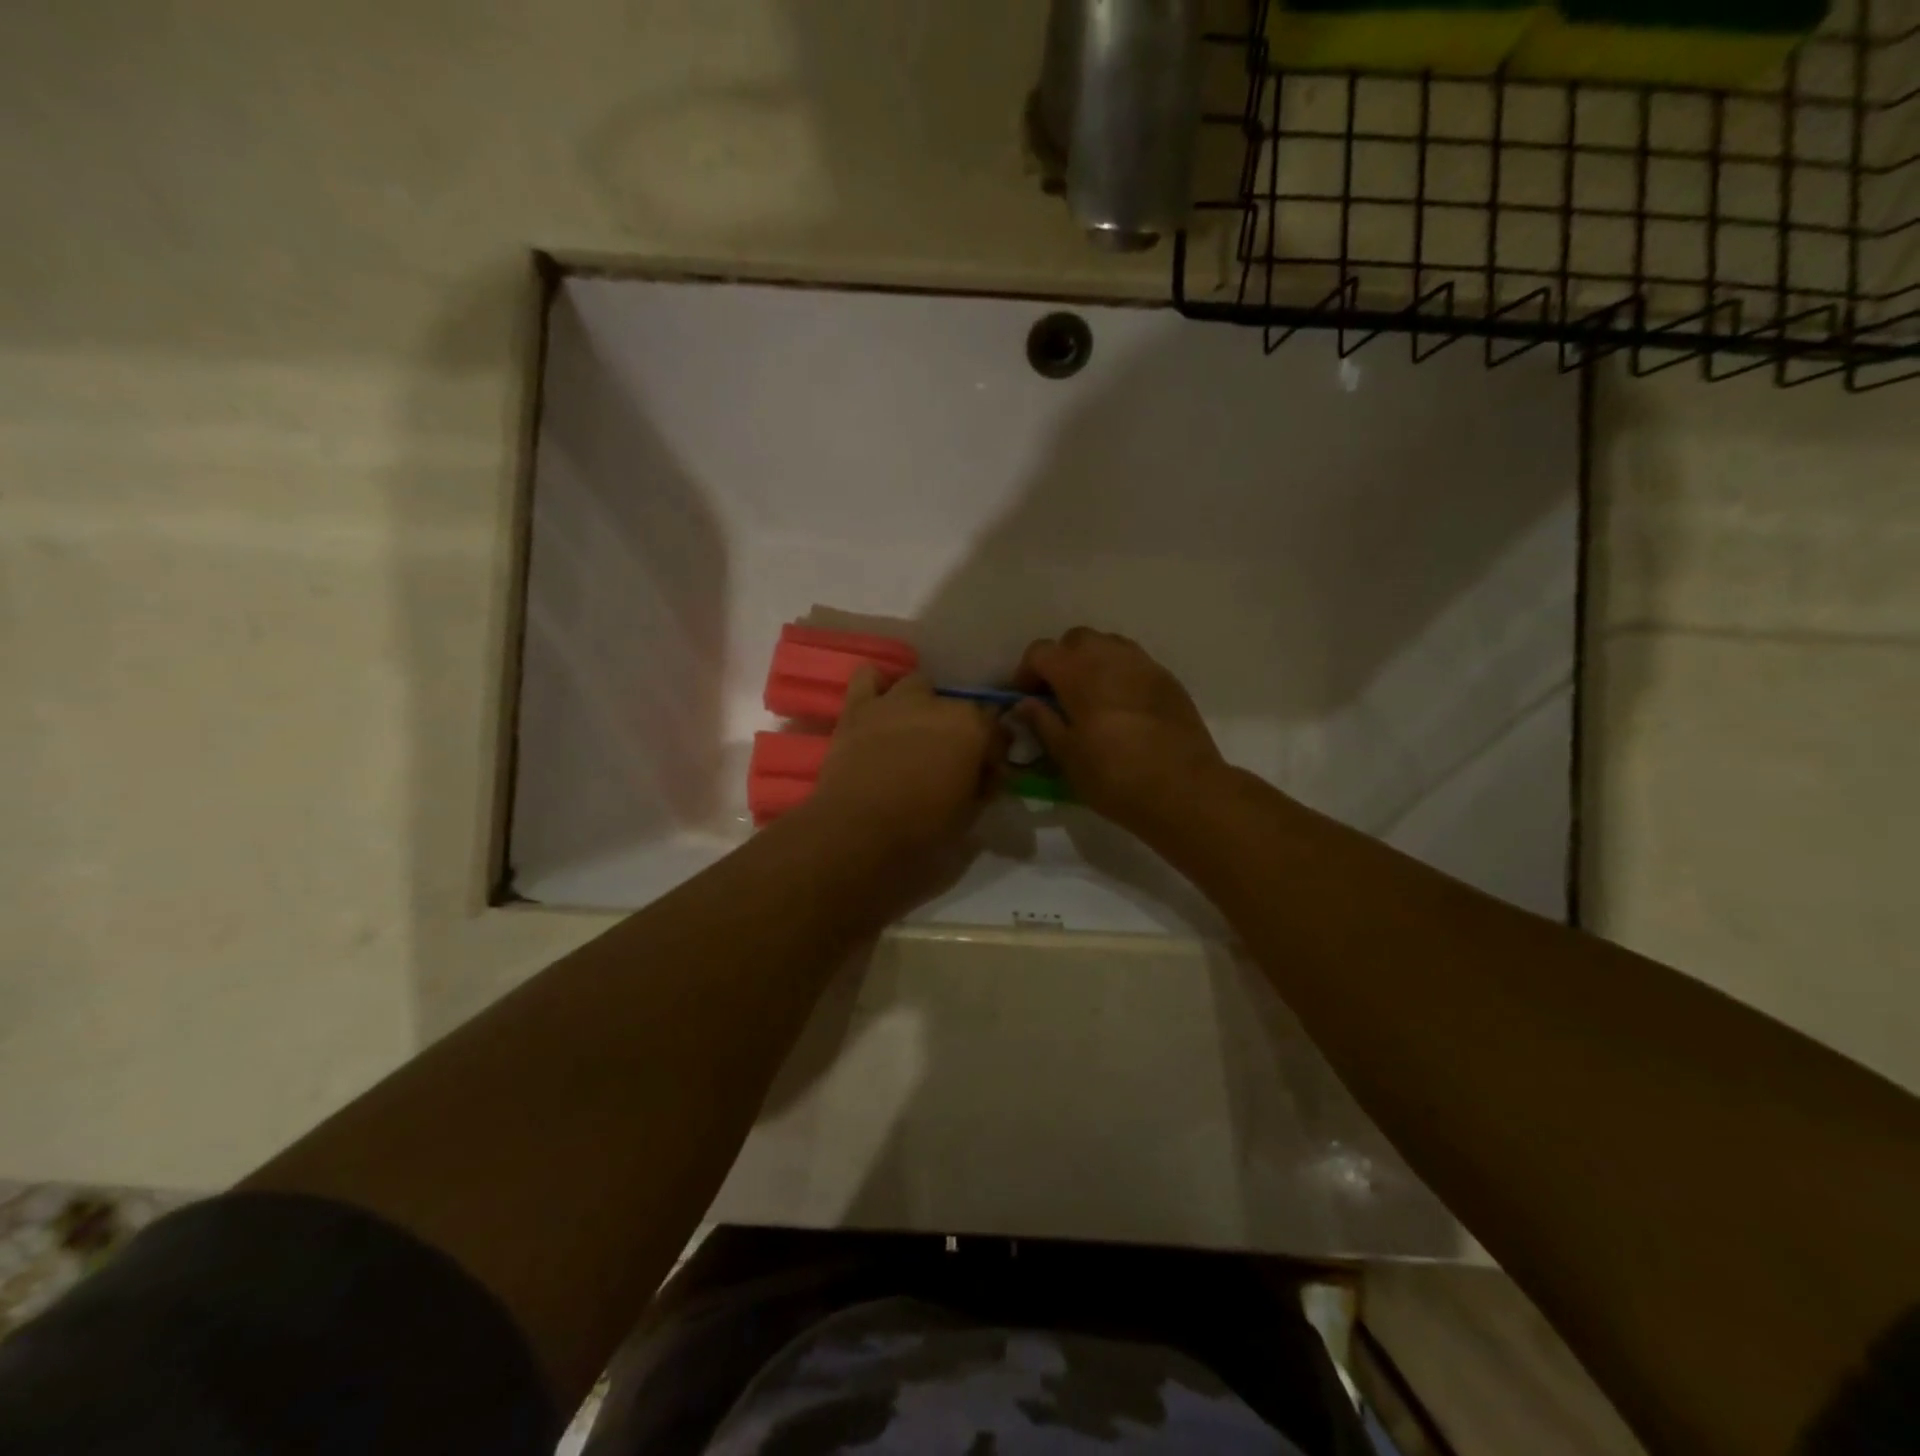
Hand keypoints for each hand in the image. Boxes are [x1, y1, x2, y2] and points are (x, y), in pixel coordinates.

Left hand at [805, 668, 1001, 855]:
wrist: (856, 828)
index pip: (997, 732)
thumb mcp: (969, 815)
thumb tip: (986, 774)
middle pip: (960, 708)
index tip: (986, 775)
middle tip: (947, 760)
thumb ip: (984, 786)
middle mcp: (938, 704)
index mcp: (972, 728)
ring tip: (914, 731)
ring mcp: (897, 700)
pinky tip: (879, 705)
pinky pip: (869, 677)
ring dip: (922, 704)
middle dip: (959, 731)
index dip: (993, 754)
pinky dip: (877, 687)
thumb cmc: (921, 827)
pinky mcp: (859, 707)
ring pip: (919, 685)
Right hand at [1014, 628, 1226, 834]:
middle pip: (1076, 639)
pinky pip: (1134, 662)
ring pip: (1108, 645)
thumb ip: (1043, 722)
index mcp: (1078, 673)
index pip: (1041, 651)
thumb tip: (1025, 704)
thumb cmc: (1115, 777)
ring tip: (1091, 697)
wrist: (1184, 790)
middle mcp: (1111, 657)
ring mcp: (1144, 665)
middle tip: (1058, 695)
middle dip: (1061, 660)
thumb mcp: (1067, 757)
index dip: (1027, 672)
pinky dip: (1119, 674)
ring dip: (1092, 662)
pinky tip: (1121, 706)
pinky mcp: (1168, 679)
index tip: (1026, 699)